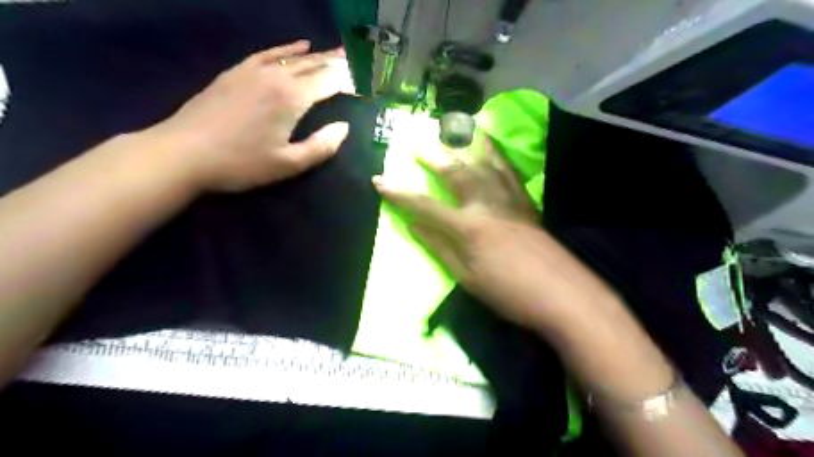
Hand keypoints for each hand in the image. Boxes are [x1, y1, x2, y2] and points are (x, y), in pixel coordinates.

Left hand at [146, 40, 352, 191]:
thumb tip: (344, 128)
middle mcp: (276, 77)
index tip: (364, 83)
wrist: (183, 152)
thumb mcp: (288, 164)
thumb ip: (321, 146)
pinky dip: (287, 49)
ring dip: (317, 55)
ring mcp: (254, 71)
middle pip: (314, 65)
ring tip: (335, 52)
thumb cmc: (241, 163)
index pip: (329, 83)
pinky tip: (298, 45)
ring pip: (294, 57)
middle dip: (336, 62)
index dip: (348, 81)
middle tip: (355, 59)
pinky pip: (268, 53)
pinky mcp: (236, 72)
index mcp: (292, 99)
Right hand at [375, 134, 567, 326]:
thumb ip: (439, 247)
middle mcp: (486, 205)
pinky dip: (496, 154)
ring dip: (464, 146)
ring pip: (483, 164)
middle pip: (455, 174)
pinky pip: (509, 171)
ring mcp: (508, 200)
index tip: (379, 180)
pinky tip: (489, 142)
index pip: (425, 206)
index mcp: (468, 228)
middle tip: (416, 145)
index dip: (399, 194)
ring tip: (452, 130)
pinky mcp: (525, 202)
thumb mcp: (466, 277)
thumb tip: (413, 225)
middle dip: (433, 158)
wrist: (562, 294)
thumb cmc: (509, 292)